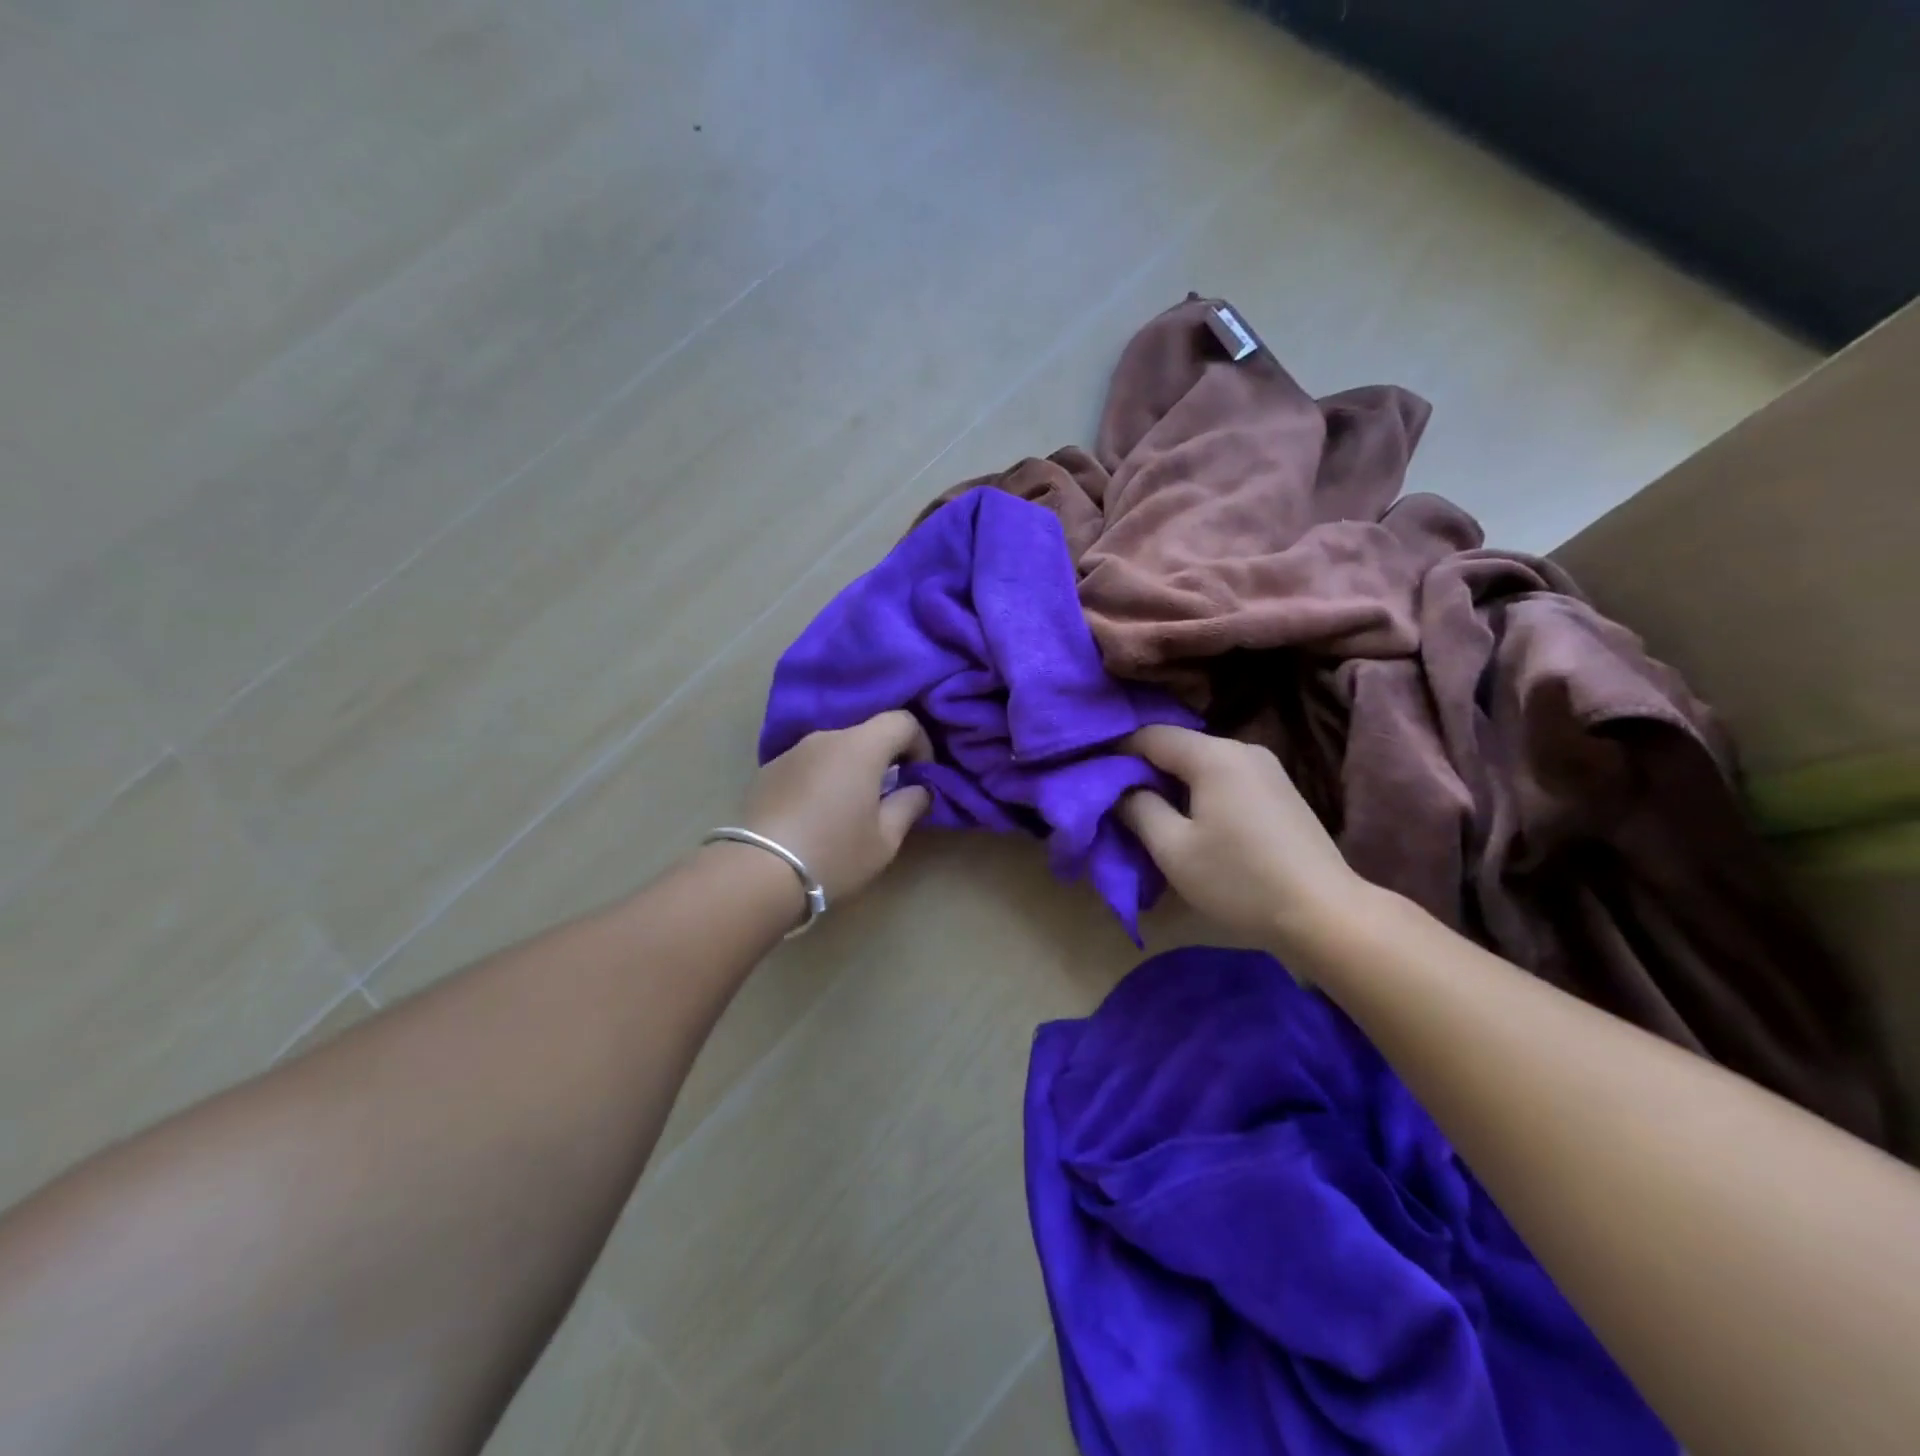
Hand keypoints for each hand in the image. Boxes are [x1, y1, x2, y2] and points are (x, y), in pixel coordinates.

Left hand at [739, 712, 934, 902]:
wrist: (759, 872)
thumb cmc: (834, 853)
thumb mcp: (885, 839)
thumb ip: (909, 804)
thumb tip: (920, 788)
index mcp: (860, 746)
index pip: (902, 721)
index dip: (921, 744)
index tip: (921, 776)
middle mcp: (825, 737)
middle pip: (867, 732)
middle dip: (885, 757)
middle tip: (888, 794)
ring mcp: (792, 751)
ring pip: (835, 747)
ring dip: (851, 767)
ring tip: (849, 807)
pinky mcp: (768, 770)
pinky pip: (808, 763)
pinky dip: (822, 777)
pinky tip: (815, 813)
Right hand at [1121, 725, 1368, 955]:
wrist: (1325, 915)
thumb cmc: (1240, 880)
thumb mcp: (1173, 849)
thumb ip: (1139, 809)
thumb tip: (1122, 788)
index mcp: (1214, 755)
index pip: (1151, 735)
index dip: (1117, 750)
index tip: (1094, 774)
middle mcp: (1243, 749)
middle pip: (1179, 747)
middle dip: (1145, 768)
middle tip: (1118, 798)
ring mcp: (1268, 769)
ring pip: (1203, 764)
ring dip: (1173, 782)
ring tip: (1151, 813)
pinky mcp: (1281, 792)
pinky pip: (1226, 778)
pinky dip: (1201, 791)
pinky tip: (1194, 820)